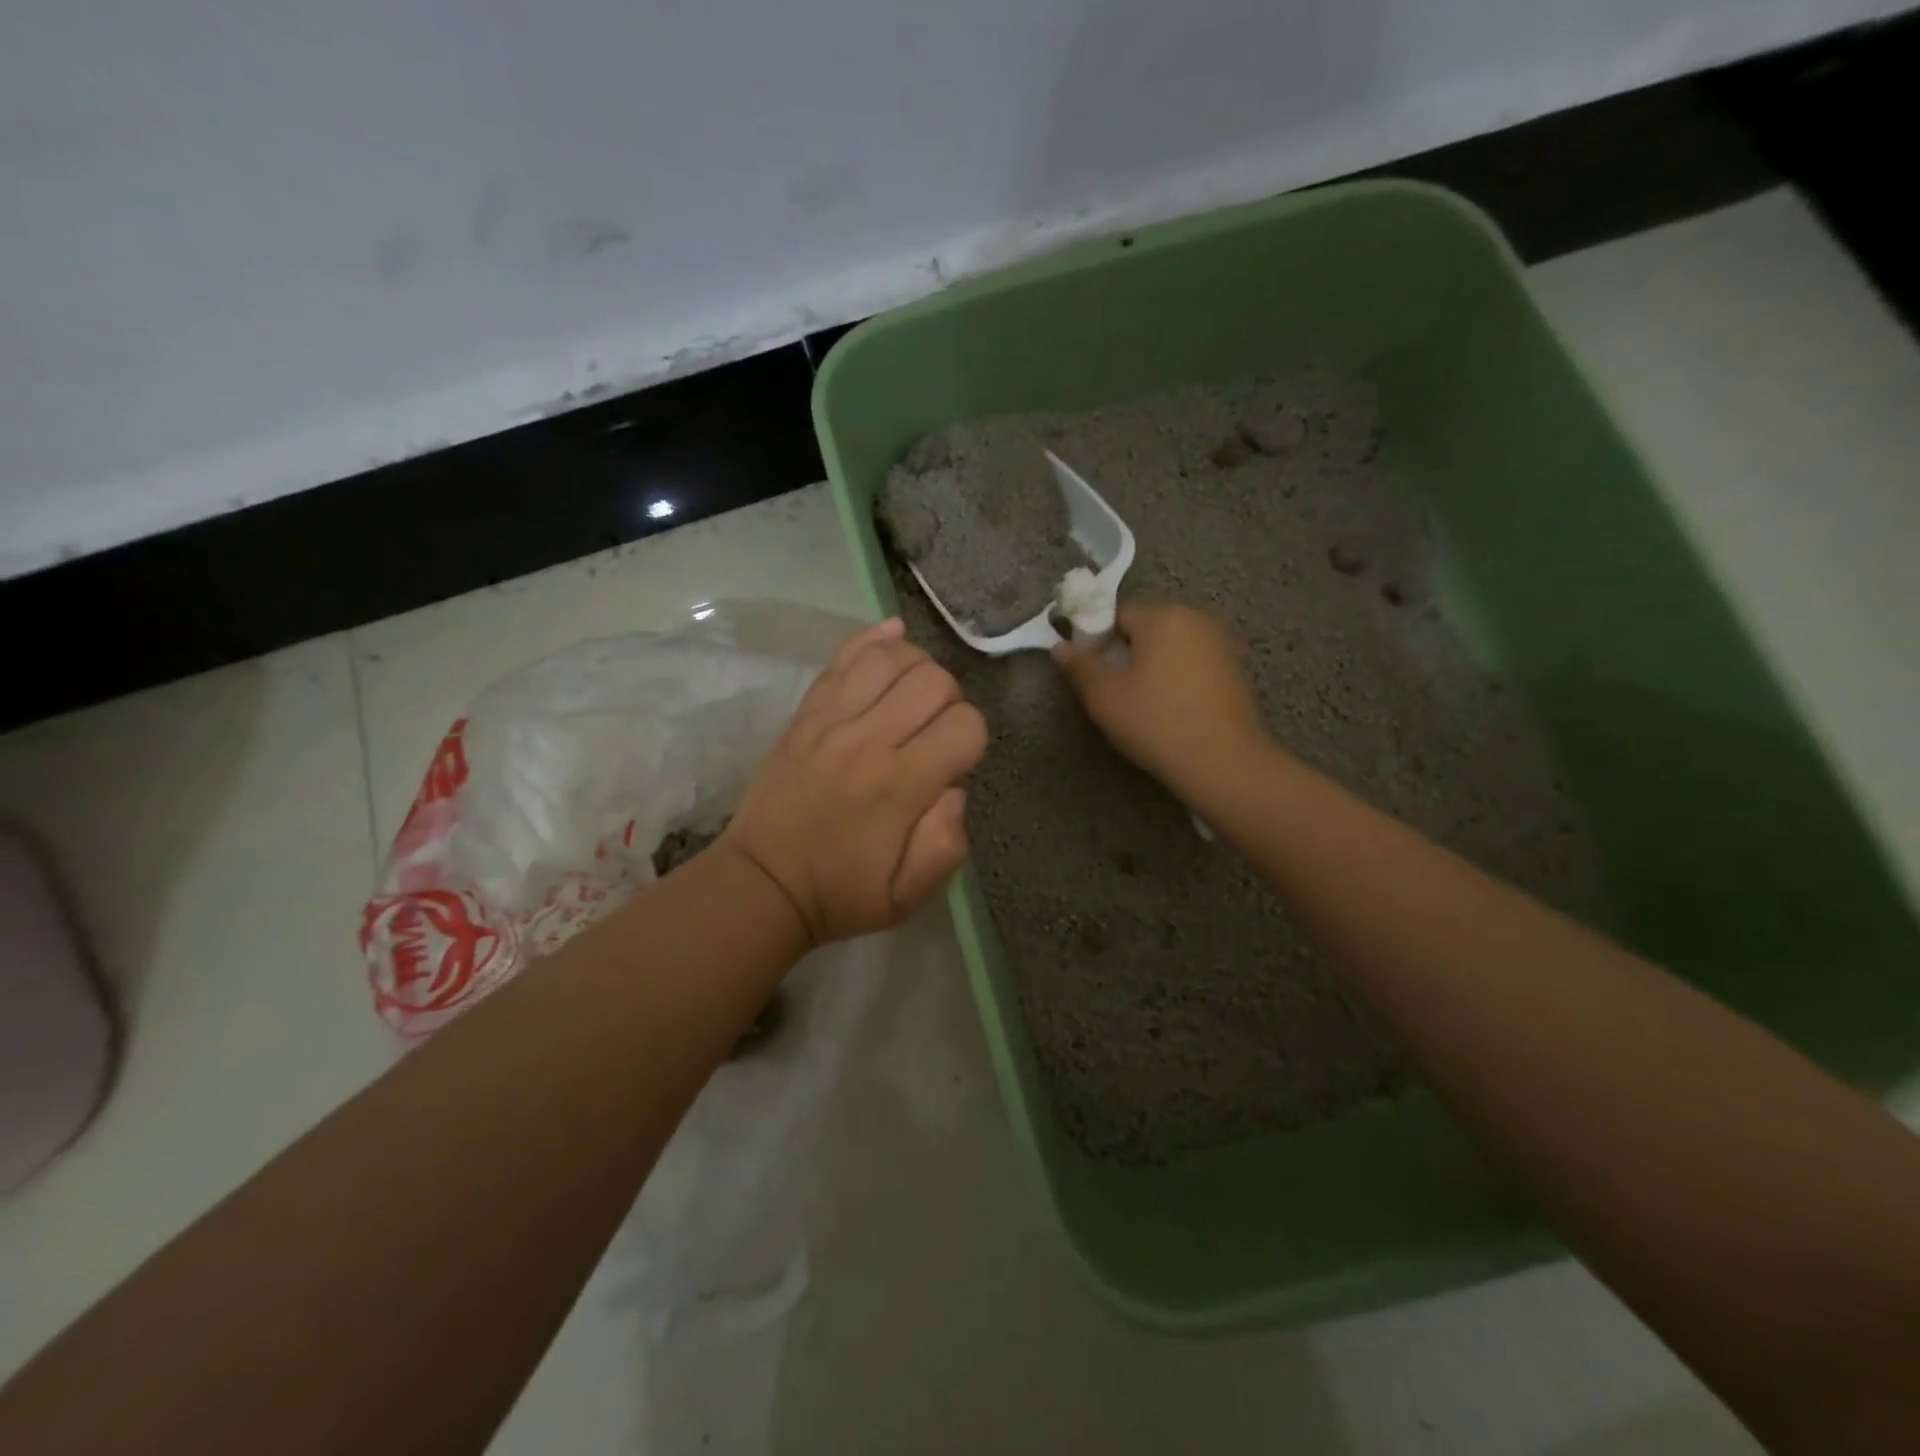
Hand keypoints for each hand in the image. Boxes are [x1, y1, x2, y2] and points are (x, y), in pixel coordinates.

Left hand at [723, 618, 986, 944]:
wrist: (762, 882)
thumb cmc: (842, 892)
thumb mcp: (907, 897)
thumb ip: (946, 846)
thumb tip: (956, 789)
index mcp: (900, 787)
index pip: (965, 725)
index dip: (973, 739)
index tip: (955, 761)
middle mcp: (868, 741)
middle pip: (934, 680)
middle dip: (950, 699)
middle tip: (934, 730)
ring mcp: (831, 719)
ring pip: (891, 657)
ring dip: (917, 668)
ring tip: (912, 697)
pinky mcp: (806, 711)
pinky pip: (844, 657)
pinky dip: (874, 639)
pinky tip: (893, 638)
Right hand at [1051, 603, 1269, 796]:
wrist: (1222, 762)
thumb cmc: (1155, 722)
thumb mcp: (1104, 696)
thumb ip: (1079, 666)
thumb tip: (1059, 646)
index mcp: (1163, 615)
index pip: (1117, 614)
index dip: (1098, 642)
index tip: (1094, 674)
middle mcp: (1196, 618)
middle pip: (1147, 627)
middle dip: (1128, 652)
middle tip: (1116, 692)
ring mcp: (1221, 642)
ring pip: (1172, 646)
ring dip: (1154, 666)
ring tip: (1145, 704)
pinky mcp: (1236, 668)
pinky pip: (1194, 663)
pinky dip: (1179, 678)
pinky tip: (1174, 709)